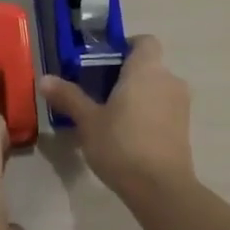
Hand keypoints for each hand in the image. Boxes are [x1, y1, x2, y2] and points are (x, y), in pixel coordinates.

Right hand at [39, 36, 192, 201]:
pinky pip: (164, 109)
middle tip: (98, 92)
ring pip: (157, 89)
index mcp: (146, 69)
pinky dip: (149, 114)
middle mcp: (169, 80)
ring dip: (138, 96)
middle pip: (148, 66)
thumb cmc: (121, 145)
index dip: (126, 47)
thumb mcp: (88, 120)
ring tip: (112, 117)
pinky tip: (129, 136)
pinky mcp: (185, 128)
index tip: (104, 62)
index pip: (144, 41)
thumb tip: (44, 79)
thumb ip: (68, 96)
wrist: (161, 189)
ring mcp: (181, 105)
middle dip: (126, 75)